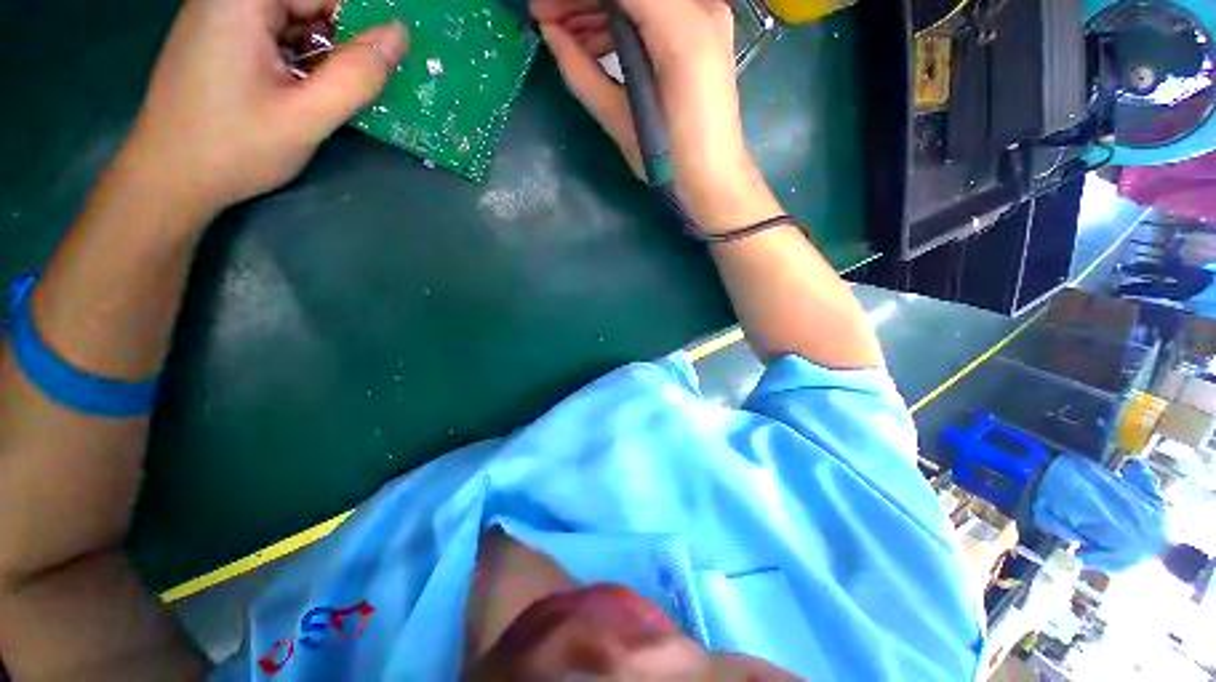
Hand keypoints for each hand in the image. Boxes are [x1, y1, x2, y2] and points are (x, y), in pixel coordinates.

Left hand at [121, 0, 407, 219]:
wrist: (168, 179)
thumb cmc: (234, 147)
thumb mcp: (306, 116)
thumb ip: (357, 75)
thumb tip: (400, 34)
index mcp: (241, 1)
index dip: (358, 22)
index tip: (379, 61)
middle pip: (305, 4)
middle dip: (340, 39)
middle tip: (360, 84)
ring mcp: (219, 18)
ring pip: (292, 20)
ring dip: (322, 53)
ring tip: (334, 94)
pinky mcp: (218, 41)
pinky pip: (274, 36)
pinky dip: (300, 59)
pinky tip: (307, 92)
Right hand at [531, 0, 780, 231]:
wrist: (714, 180)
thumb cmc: (668, 161)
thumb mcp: (621, 120)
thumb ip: (583, 72)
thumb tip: (549, 32)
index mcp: (679, 31)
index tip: (542, 9)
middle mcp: (700, 9)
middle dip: (582, 0)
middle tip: (544, 17)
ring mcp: (706, 18)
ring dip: (599, 9)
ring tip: (562, 33)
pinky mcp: (701, 35)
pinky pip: (655, 13)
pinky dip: (623, 22)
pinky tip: (595, 42)